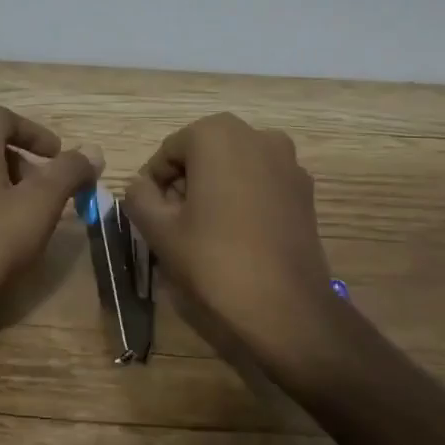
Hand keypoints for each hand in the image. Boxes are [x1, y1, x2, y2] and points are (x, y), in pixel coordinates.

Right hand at [125, 114, 344, 376]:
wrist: (285, 309)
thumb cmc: (214, 261)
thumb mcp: (159, 230)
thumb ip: (139, 197)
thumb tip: (141, 186)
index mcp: (216, 134)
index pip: (169, 152)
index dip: (155, 184)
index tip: (152, 216)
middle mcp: (256, 135)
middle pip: (204, 154)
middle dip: (186, 183)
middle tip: (175, 224)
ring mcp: (287, 161)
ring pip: (234, 167)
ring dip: (215, 189)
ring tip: (205, 232)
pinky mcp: (305, 191)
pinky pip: (261, 183)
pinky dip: (244, 199)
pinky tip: (238, 236)